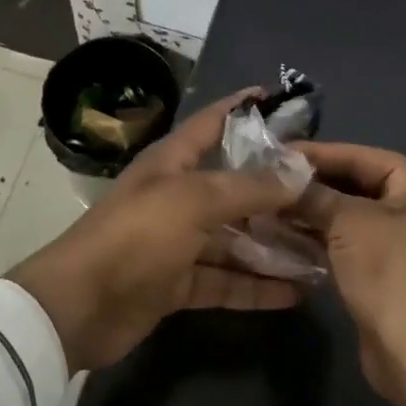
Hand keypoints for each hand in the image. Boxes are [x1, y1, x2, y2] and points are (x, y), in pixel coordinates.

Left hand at [11, 90, 306, 373]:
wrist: (80, 306)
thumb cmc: (137, 236)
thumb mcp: (194, 201)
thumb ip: (248, 187)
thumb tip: (299, 171)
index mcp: (172, 163)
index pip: (213, 123)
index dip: (243, 108)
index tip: (282, 99)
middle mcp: (177, 196)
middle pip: (233, 187)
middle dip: (275, 191)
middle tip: (325, 195)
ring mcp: (177, 242)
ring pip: (234, 239)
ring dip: (273, 246)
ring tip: (322, 252)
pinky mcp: (177, 283)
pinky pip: (225, 280)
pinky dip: (255, 286)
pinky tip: (295, 293)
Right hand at [289, 142, 405, 405]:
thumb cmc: (391, 271)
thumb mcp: (348, 222)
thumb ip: (314, 194)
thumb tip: (281, 178)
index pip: (360, 156)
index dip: (317, 153)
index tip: (275, 152)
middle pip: (355, 184)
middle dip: (311, 185)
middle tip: (267, 180)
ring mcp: (403, 241)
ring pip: (349, 216)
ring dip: (311, 212)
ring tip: (267, 207)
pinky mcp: (387, 271)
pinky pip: (348, 243)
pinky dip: (320, 238)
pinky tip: (284, 235)